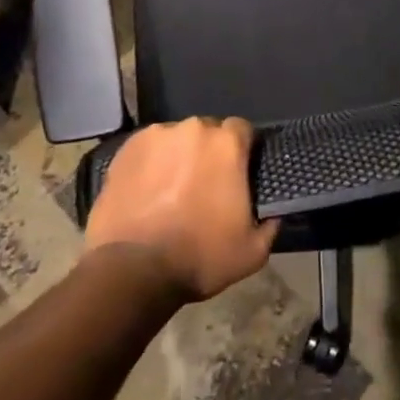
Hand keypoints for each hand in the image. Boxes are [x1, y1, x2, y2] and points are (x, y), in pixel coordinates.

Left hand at [84, 117, 277, 300]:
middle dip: (208, 154)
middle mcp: (193, 128)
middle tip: (203, 186)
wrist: (133, 270)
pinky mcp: (126, 149)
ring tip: (170, 190)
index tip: (237, 174)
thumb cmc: (199, 257)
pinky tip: (146, 191)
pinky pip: (147, 149)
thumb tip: (273, 213)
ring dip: (178, 157)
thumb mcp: (252, 252)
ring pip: (176, 140)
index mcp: (227, 144)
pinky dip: (150, 164)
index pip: (242, 130)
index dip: (242, 151)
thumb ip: (270, 224)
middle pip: (207, 132)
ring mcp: (156, 136)